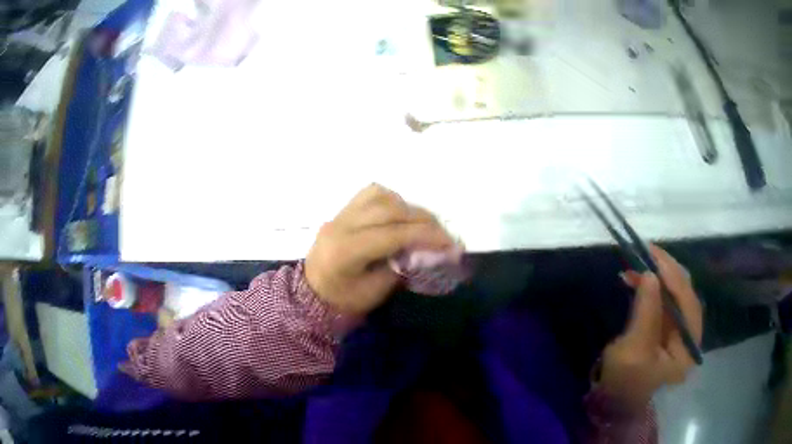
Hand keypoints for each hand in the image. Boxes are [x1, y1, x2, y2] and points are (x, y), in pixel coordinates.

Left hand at [305, 184, 454, 314]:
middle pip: (390, 210)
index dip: (426, 235)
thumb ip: (401, 267)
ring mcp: (340, 214)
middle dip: (423, 219)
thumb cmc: (343, 300)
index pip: (393, 233)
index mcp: (346, 250)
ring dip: (408, 207)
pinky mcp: (342, 211)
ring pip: (381, 196)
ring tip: (424, 224)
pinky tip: (401, 214)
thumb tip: (426, 249)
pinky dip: (392, 200)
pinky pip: (370, 194)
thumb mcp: (375, 292)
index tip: (450, 243)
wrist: (312, 293)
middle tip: (443, 234)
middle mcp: (342, 225)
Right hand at [598, 245, 702, 409]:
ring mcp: (677, 333)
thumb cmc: (622, 384)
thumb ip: (646, 313)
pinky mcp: (664, 330)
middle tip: (646, 252)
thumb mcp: (633, 351)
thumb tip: (650, 274)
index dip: (674, 277)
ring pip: (673, 296)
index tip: (655, 255)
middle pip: (684, 296)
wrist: (611, 404)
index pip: (688, 304)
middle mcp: (688, 337)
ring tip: (635, 263)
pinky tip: (636, 279)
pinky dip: (650, 288)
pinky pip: (662, 302)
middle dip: (665, 273)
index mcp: (687, 348)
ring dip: (656, 278)